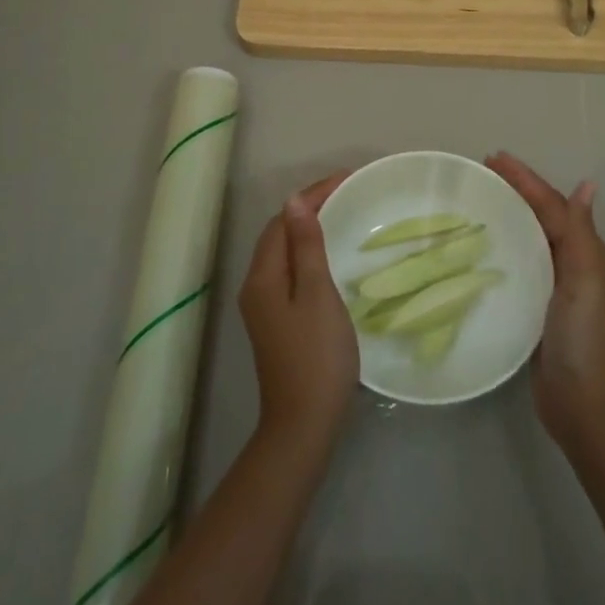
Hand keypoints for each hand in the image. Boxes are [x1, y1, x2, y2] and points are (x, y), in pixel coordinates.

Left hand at [239, 171, 358, 455]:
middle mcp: (256, 287)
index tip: (346, 180)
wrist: (304, 424)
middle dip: (309, 209)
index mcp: (262, 277)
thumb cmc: (317, 356)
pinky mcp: (276, 323)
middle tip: (348, 194)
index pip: (282, 220)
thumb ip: (307, 247)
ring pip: (284, 254)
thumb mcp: (317, 294)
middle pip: (279, 234)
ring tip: (342, 215)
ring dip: (308, 230)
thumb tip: (295, 201)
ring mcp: (264, 307)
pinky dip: (308, 255)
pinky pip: (289, 272)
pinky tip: (330, 258)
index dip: (311, 196)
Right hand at [488, 152, 604, 450]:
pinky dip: (504, 249)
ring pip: (530, 240)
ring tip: (478, 200)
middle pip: (542, 218)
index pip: (553, 206)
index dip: (526, 180)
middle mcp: (575, 266)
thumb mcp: (587, 281)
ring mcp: (556, 289)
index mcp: (589, 254)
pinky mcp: (537, 310)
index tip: (493, 157)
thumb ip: (580, 233)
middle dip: (516, 192)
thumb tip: (588, 184)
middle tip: (481, 173)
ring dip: (509, 216)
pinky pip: (520, 267)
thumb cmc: (585, 340)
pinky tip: (483, 247)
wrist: (583, 408)